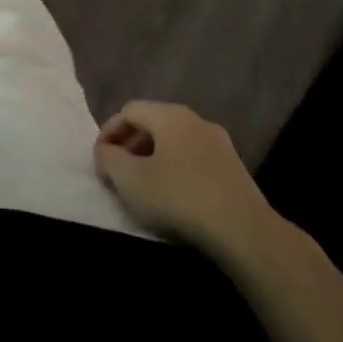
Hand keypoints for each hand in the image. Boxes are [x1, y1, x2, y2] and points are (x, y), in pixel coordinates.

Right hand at [95, 101, 276, 255]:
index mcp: (169, 115)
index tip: (99, 157)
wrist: (243, 230)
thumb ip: (109, 159)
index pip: (129, 110)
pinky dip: (177, 169)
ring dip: (154, 158)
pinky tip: (174, 196)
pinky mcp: (234, 168)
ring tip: (144, 185)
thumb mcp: (130, 180)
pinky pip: (195, 159)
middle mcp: (195, 120)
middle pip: (154, 123)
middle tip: (118, 171)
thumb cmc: (178, 197)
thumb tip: (105, 150)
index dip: (109, 130)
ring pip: (176, 142)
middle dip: (131, 144)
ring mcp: (219, 143)